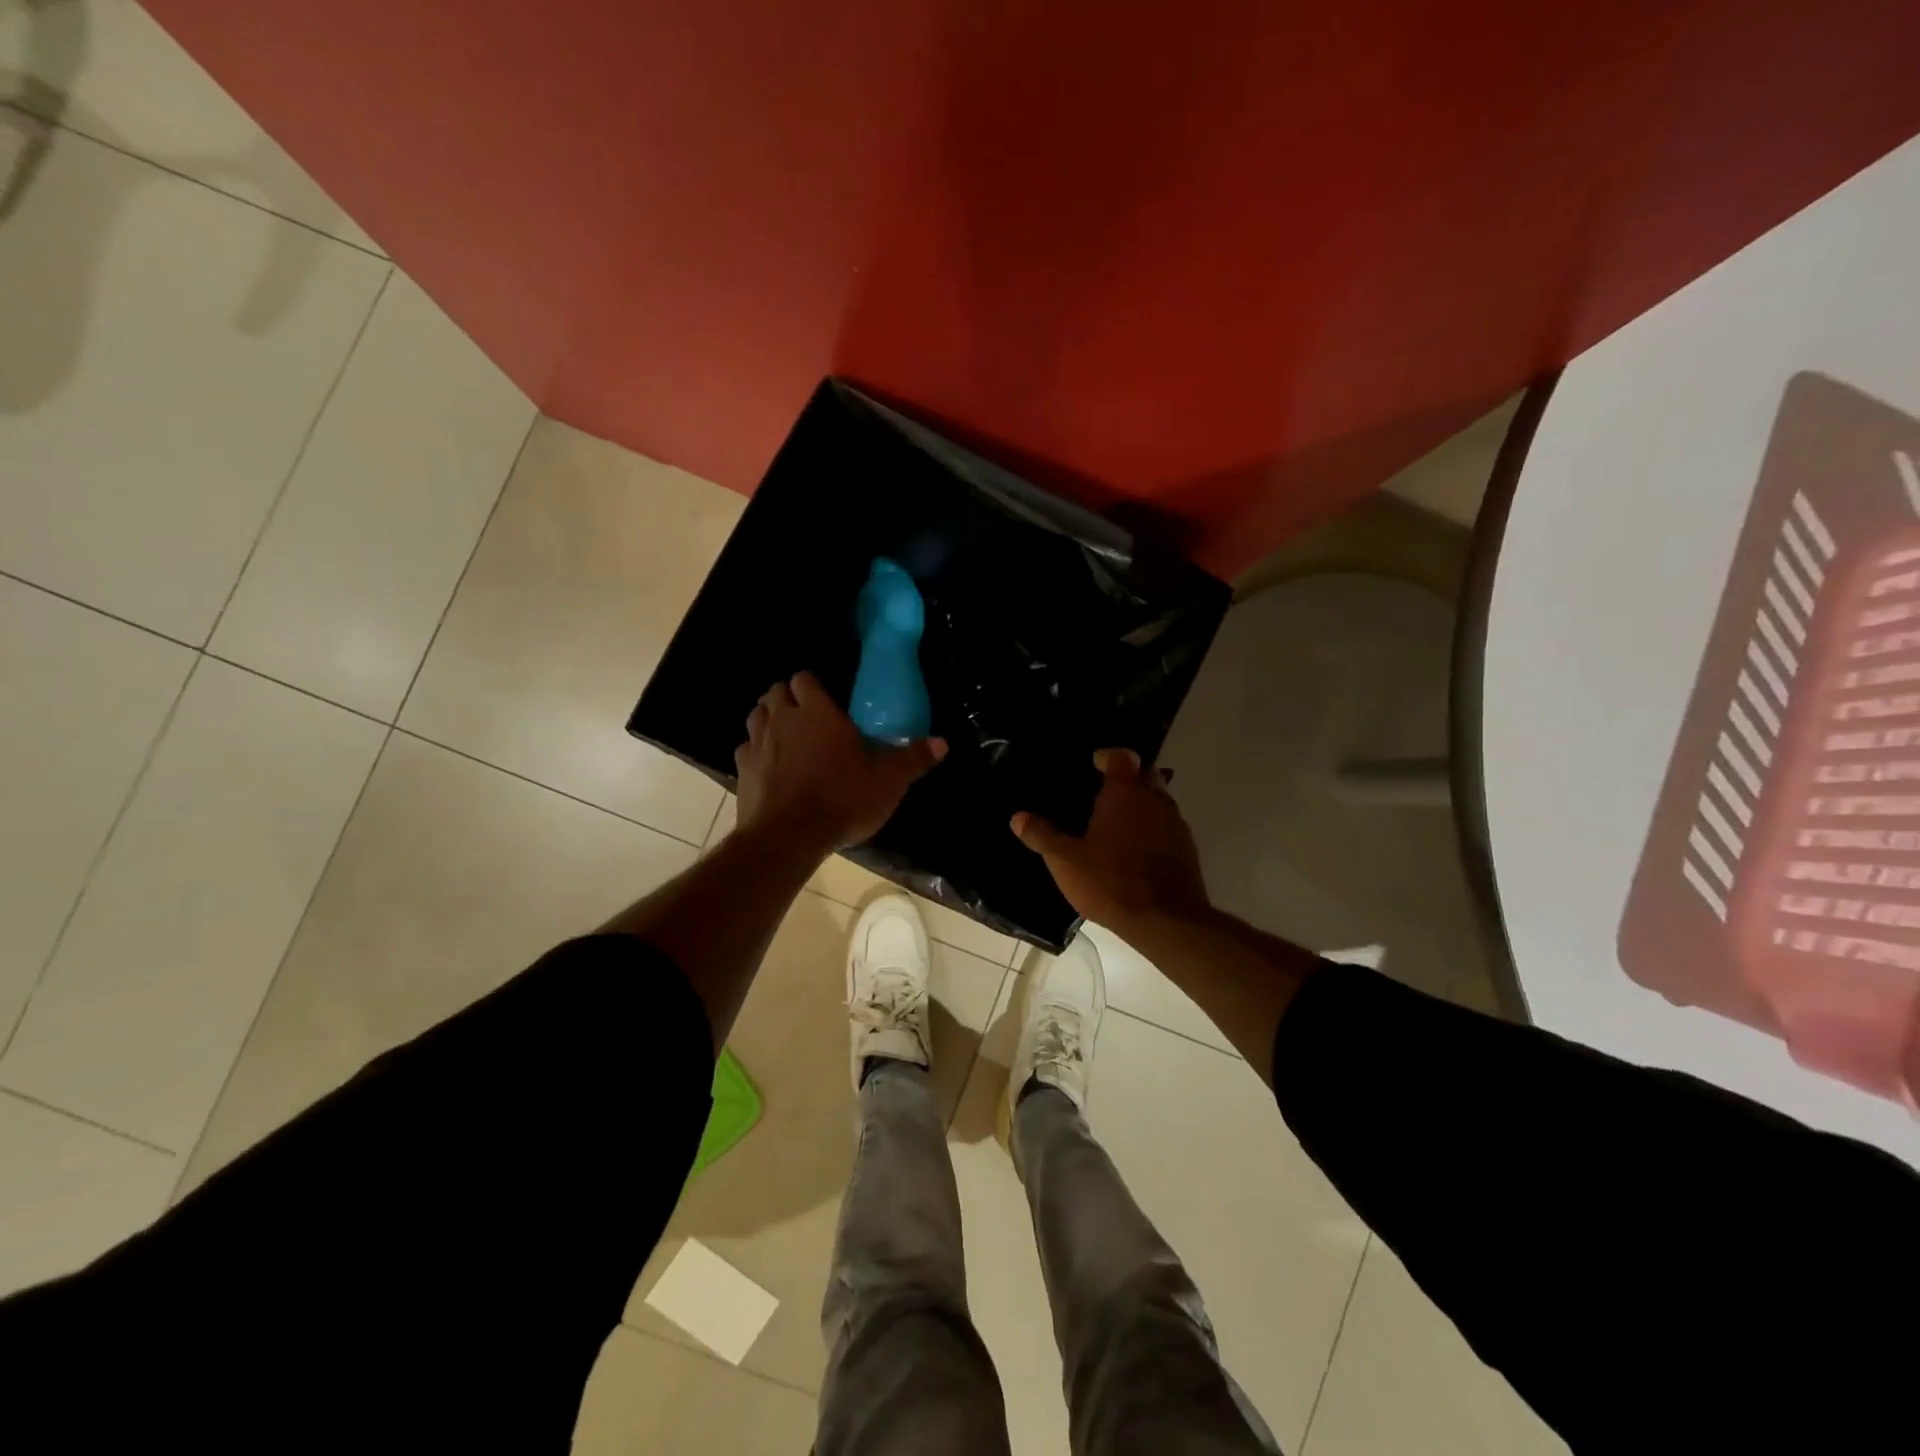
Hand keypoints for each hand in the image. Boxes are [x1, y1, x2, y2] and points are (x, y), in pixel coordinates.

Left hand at [735, 672, 946, 850]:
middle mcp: (783, 719)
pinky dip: (756, 752)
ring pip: (756, 715)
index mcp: (817, 712)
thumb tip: (942, 742)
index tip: (825, 699)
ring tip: (787, 736)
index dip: (813, 685)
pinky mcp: (742, 771)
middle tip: (807, 715)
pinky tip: (770, 767)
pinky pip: (746, 750)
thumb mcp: (888, 781)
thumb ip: (913, 758)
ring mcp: (757, 744)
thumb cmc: (842, 799)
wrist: (788, 837)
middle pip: (776, 691)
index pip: (805, 678)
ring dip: (769, 719)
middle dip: (788, 697)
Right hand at [1011, 748, 1211, 934]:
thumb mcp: (1065, 861)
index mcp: (1125, 793)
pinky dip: (1154, 828)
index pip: (1122, 757)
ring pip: (1161, 799)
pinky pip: (1169, 826)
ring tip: (1119, 821)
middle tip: (1106, 791)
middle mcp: (1155, 800)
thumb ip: (1042, 835)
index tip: (1095, 764)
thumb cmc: (1111, 882)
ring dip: (1144, 803)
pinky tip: (1137, 849)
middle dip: (1130, 776)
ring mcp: (1176, 824)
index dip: (1108, 757)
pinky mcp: (1188, 849)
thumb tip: (1018, 817)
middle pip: (1147, 774)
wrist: (1166, 921)